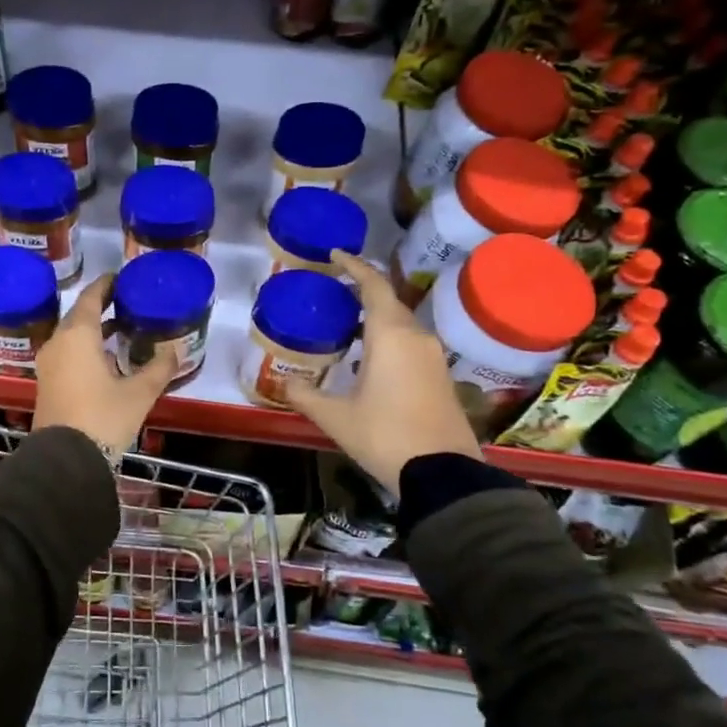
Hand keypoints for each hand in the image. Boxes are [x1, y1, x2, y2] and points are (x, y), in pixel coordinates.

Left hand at [33, 274, 177, 454]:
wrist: (65, 459)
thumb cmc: (103, 417)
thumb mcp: (139, 393)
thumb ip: (158, 368)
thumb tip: (175, 350)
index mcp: (77, 335)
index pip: (90, 298)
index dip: (106, 285)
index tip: (122, 278)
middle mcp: (58, 343)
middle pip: (79, 315)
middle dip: (100, 307)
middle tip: (126, 302)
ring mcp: (49, 364)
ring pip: (72, 336)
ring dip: (93, 330)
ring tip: (120, 329)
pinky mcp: (48, 384)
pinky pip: (67, 353)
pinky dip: (85, 348)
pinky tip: (106, 359)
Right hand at [283, 250, 479, 489]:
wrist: (442, 473)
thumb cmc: (384, 435)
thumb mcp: (336, 417)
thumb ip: (306, 396)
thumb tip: (284, 385)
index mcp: (390, 335)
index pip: (373, 285)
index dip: (355, 266)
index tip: (336, 254)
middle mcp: (416, 337)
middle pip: (388, 302)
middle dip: (362, 292)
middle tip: (335, 292)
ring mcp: (433, 357)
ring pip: (401, 324)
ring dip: (376, 319)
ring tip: (347, 325)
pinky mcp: (441, 376)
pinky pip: (410, 344)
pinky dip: (388, 339)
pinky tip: (370, 359)